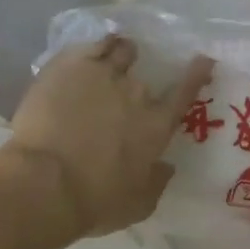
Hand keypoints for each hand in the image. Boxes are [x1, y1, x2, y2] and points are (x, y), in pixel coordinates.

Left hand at [0, 36, 214, 238]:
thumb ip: (157, 182)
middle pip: (146, 77)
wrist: (46, 183)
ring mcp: (103, 75)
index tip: (203, 60)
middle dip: (140, 82)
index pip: (185, 92)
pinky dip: (98, 44)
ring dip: (122, 52)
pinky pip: (92, 44)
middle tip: (128, 88)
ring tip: (115, 53)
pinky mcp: (70, 66)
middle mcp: (137, 94)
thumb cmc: (97, 201)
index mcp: (157, 126)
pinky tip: (93, 48)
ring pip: (121, 50)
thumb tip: (167, 167)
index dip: (196, 74)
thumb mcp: (139, 203)